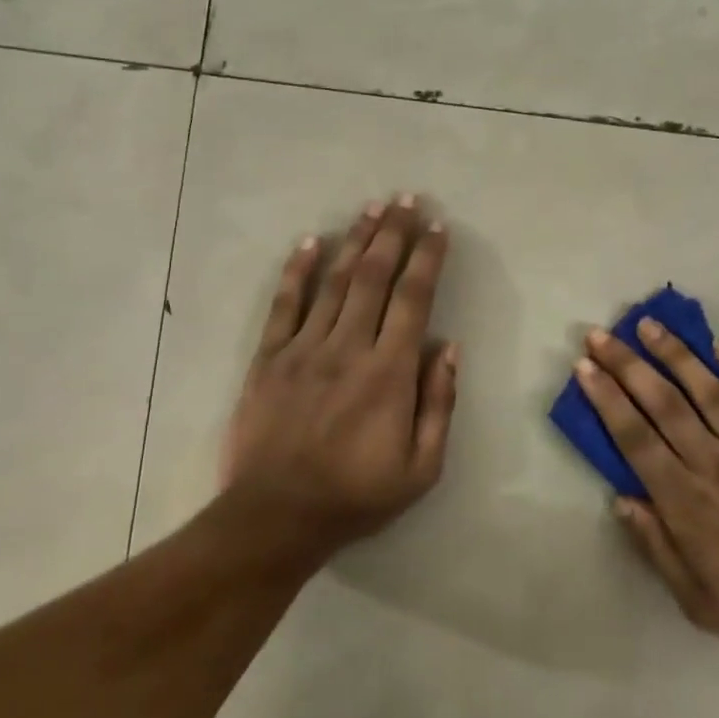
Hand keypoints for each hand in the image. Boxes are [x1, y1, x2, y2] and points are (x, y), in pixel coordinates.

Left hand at [219, 196, 456, 554]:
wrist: (275, 518)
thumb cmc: (356, 495)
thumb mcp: (421, 468)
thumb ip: (439, 404)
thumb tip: (449, 347)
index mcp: (389, 373)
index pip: (414, 299)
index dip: (427, 258)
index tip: (437, 227)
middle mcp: (348, 347)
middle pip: (375, 277)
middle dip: (393, 233)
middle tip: (407, 199)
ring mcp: (304, 348)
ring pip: (335, 281)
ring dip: (356, 240)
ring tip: (372, 207)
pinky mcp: (269, 358)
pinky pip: (285, 304)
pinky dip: (298, 270)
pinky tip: (310, 241)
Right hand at [576, 319, 718, 661]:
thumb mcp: (698, 601)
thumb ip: (656, 547)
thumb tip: (621, 500)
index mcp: (686, 501)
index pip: (635, 438)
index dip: (606, 400)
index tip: (585, 368)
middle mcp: (714, 462)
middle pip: (663, 404)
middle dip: (627, 365)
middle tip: (601, 335)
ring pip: (708, 389)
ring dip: (675, 354)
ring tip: (649, 324)